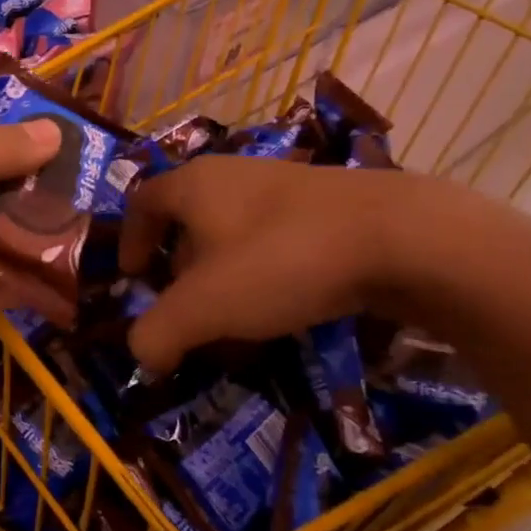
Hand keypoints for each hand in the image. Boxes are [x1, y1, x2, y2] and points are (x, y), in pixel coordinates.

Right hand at [119, 154, 425, 374]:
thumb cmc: (280, 260)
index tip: (131, 277)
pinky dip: (265, 273)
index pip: (142, 201)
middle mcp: (234, 175)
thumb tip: (142, 355)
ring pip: (234, 232)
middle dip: (178, 267)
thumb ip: (159, 333)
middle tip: (184, 309)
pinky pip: (275, 240)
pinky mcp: (327, 206)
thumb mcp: (204, 306)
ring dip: (223, 275)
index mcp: (194, 185)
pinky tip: (284, 310)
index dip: (129, 239)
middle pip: (188, 220)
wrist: (402, 237)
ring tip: (234, 321)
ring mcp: (285, 187)